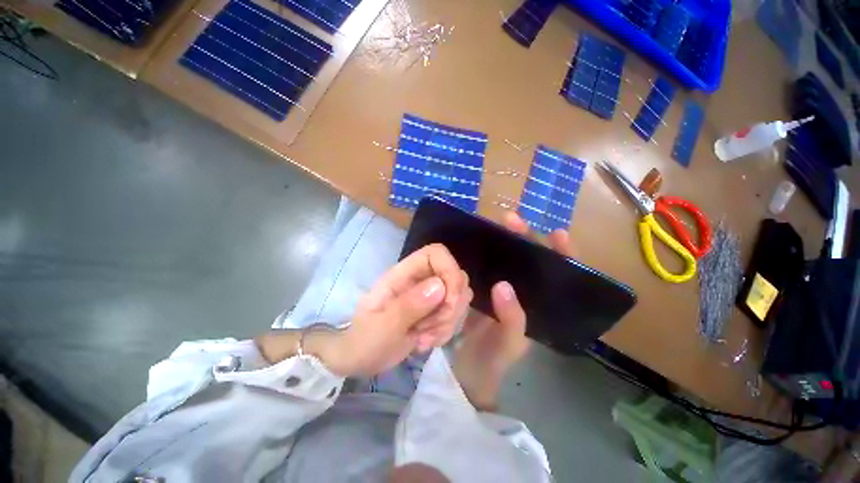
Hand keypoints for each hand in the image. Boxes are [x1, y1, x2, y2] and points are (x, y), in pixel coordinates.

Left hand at [313, 243, 471, 376]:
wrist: (361, 359)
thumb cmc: (365, 341)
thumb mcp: (382, 327)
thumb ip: (409, 305)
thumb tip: (440, 285)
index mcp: (403, 274)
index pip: (437, 253)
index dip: (450, 270)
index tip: (449, 300)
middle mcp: (420, 280)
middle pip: (456, 277)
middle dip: (450, 307)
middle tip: (428, 328)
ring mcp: (430, 296)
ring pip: (459, 298)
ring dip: (447, 323)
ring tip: (421, 338)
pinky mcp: (435, 312)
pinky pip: (455, 316)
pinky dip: (445, 331)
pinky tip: (424, 342)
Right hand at [452, 212, 572, 410]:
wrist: (467, 370)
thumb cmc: (494, 361)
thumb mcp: (509, 344)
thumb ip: (512, 319)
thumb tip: (503, 285)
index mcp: (542, 306)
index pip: (562, 275)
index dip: (563, 254)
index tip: (556, 234)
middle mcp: (525, 293)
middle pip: (532, 261)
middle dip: (525, 238)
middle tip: (510, 220)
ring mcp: (502, 289)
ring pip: (508, 260)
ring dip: (502, 243)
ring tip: (493, 226)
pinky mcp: (482, 288)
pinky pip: (487, 267)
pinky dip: (484, 255)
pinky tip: (476, 245)